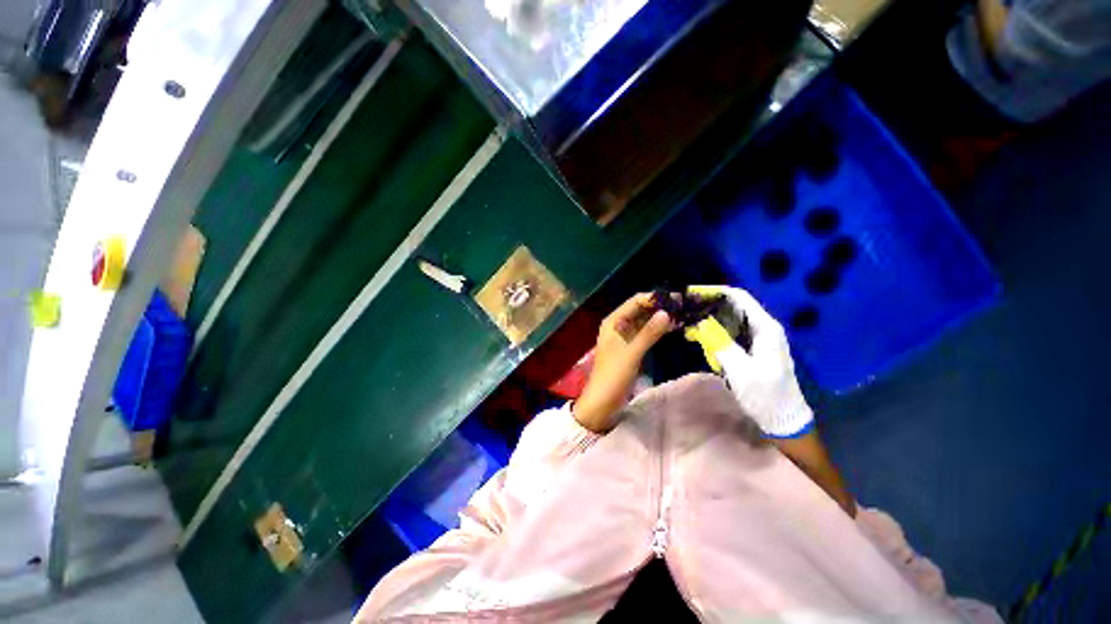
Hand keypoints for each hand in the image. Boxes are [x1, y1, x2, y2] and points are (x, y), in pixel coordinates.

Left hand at [573, 294, 672, 432]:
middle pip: (641, 310)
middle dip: (660, 307)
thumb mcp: (632, 353)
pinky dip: (658, 330)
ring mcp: (624, 336)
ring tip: (683, 314)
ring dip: (661, 318)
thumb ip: (649, 333)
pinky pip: (645, 333)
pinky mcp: (631, 347)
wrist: (602, 401)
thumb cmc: (613, 375)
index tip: (677, 298)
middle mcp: (618, 325)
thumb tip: (667, 313)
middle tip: (684, 306)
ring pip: (645, 322)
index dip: (655, 298)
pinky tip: (673, 328)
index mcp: (613, 321)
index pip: (635, 302)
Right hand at [683, 285, 812, 437]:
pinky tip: (702, 339)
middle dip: (709, 306)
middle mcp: (764, 328)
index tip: (693, 294)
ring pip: (732, 320)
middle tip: (687, 310)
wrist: (784, 420)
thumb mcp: (740, 369)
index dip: (716, 292)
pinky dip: (716, 333)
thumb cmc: (765, 394)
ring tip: (689, 324)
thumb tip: (701, 323)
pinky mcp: (755, 349)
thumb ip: (720, 343)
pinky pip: (733, 333)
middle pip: (734, 306)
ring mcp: (760, 339)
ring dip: (711, 320)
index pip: (739, 297)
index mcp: (765, 328)